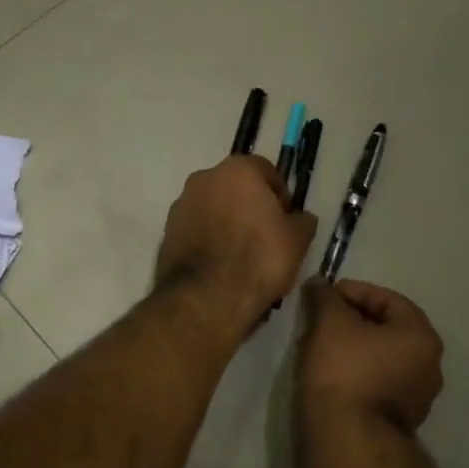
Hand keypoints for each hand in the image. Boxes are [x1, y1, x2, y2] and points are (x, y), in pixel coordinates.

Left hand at [155, 156, 317, 334]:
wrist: (206, 297)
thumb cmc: (258, 258)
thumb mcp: (297, 240)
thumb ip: (302, 221)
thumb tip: (300, 218)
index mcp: (238, 170)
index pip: (265, 171)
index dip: (280, 194)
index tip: (286, 219)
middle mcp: (204, 178)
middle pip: (235, 187)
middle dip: (250, 206)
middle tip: (265, 235)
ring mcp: (181, 204)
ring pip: (213, 207)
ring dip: (226, 222)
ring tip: (241, 254)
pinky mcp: (166, 232)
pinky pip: (196, 228)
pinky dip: (208, 239)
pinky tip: (220, 264)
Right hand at [297, 278, 444, 435]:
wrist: (347, 440)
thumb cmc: (344, 371)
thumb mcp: (330, 323)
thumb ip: (326, 297)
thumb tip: (319, 284)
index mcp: (421, 336)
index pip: (387, 299)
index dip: (353, 291)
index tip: (324, 295)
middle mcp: (429, 365)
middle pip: (387, 329)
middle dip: (353, 320)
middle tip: (321, 318)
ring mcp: (417, 398)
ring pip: (382, 358)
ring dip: (354, 348)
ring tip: (321, 346)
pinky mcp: (399, 421)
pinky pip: (377, 383)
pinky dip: (357, 372)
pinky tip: (331, 374)